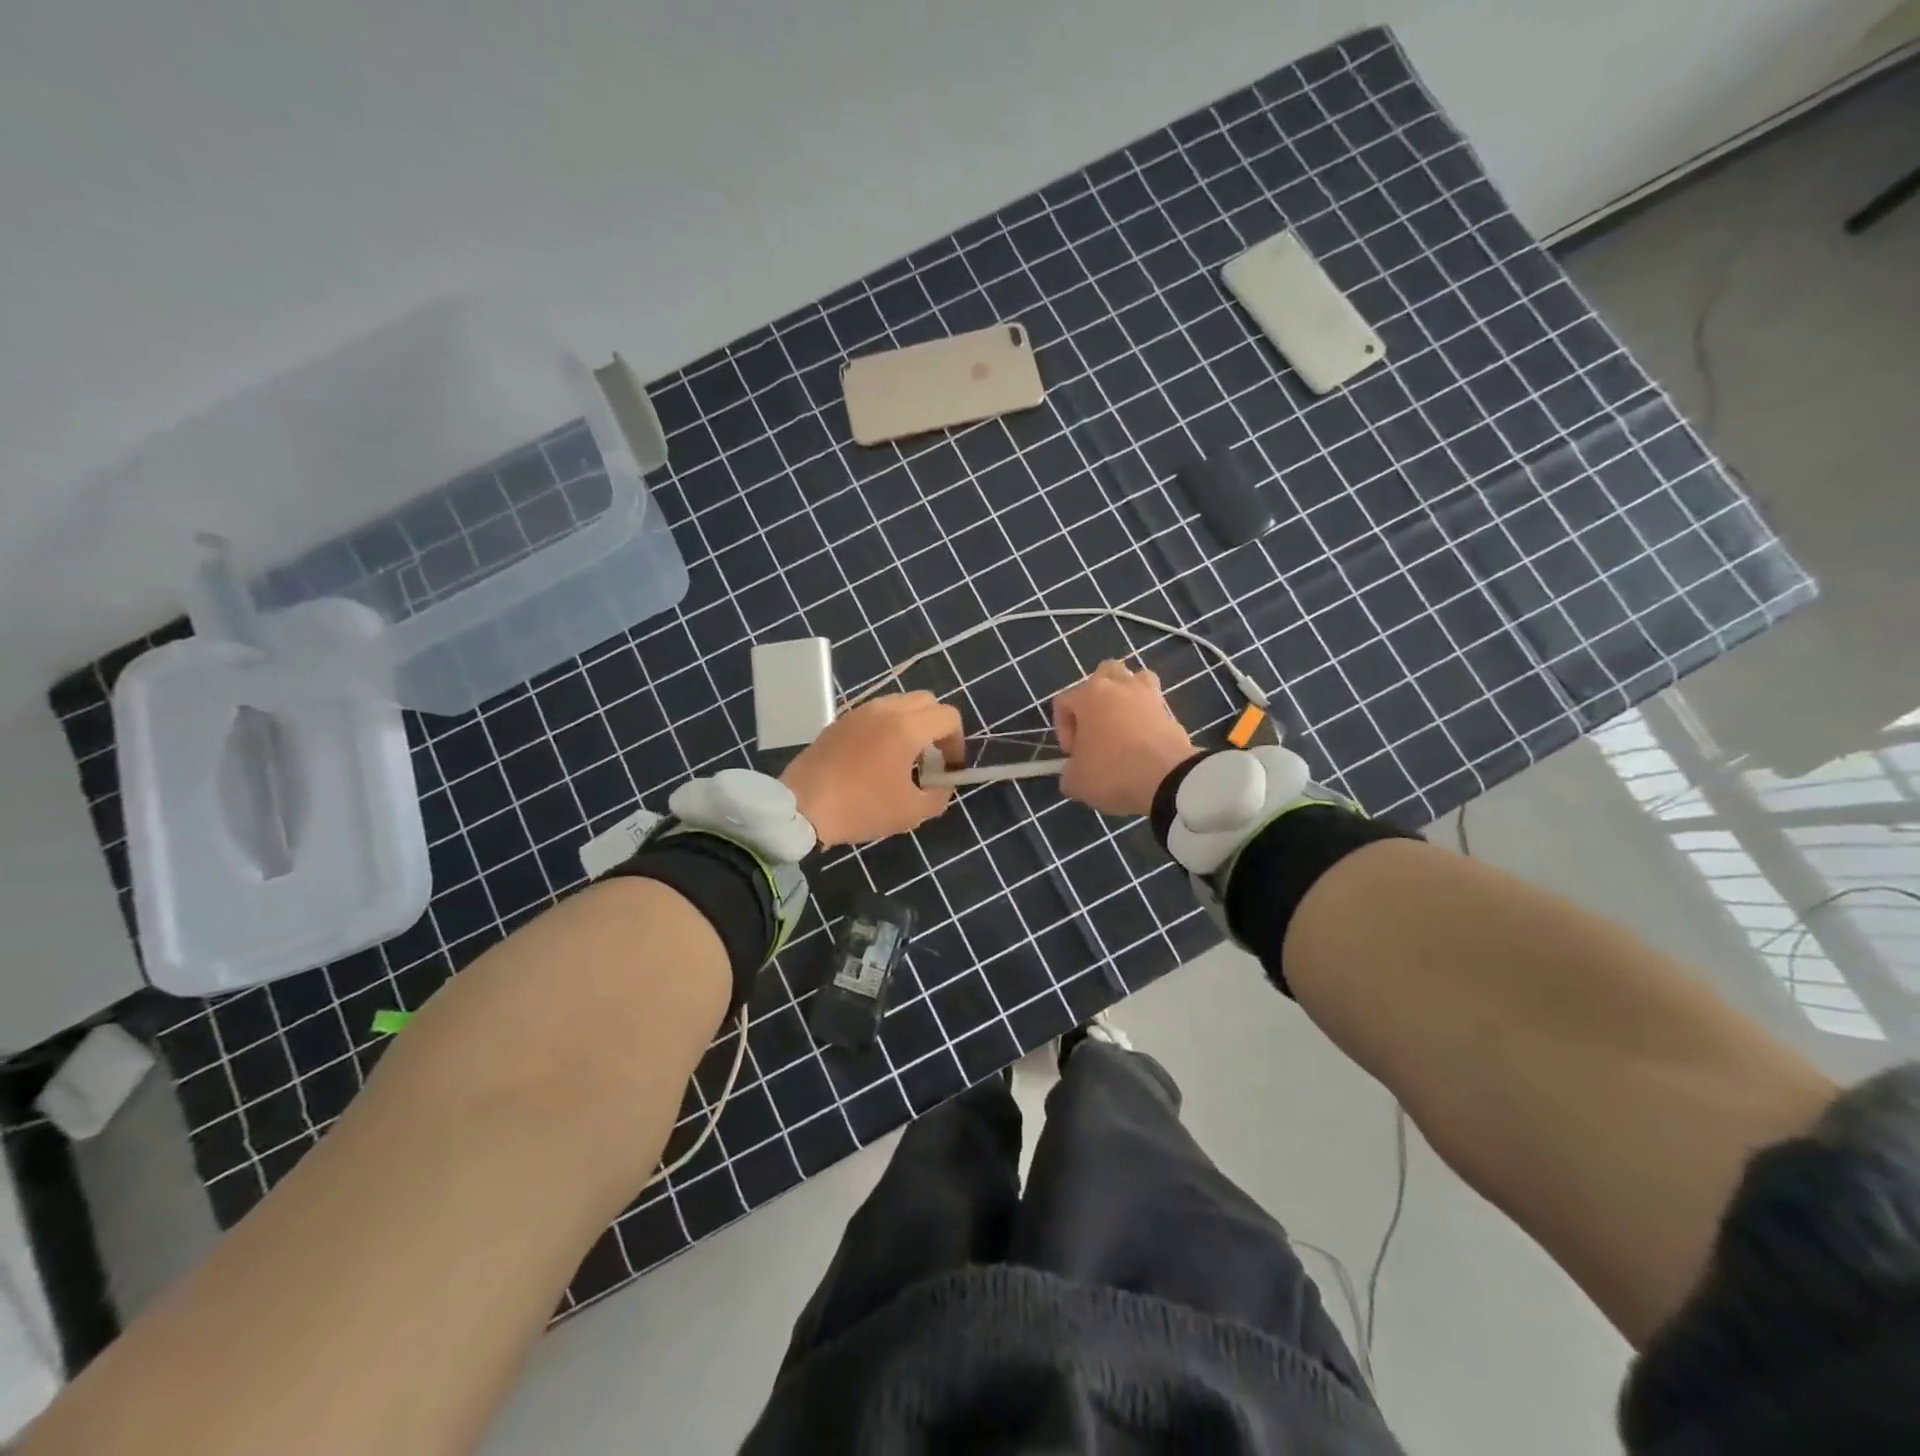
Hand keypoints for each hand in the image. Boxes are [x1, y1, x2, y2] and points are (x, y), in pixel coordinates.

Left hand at [782, 691, 963, 846]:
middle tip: (931, 759)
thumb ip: (938, 795)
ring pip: (899, 704)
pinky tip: (876, 759)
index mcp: (906, 727)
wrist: (801, 807)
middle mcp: (884, 710)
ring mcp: (858, 712)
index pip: (948, 716)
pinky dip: (887, 727)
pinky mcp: (839, 722)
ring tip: (904, 759)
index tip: (949, 768)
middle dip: (937, 727)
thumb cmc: (861, 808)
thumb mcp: (911, 812)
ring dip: (911, 725)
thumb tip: (941, 785)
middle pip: (926, 702)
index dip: (957, 742)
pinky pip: (875, 714)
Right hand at [1053, 661, 1196, 817]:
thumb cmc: (1111, 772)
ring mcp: (1149, 696)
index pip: (1064, 701)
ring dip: (1125, 697)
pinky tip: (1143, 743)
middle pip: (1103, 674)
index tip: (1072, 754)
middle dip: (1095, 699)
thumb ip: (1069, 772)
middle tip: (1095, 729)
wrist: (1168, 780)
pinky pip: (1153, 706)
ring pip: (1135, 680)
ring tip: (1122, 726)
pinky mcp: (1171, 712)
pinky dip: (1146, 718)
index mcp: (1090, 695)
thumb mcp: (1076, 782)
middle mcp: (1119, 686)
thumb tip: (1074, 772)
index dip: (1063, 729)